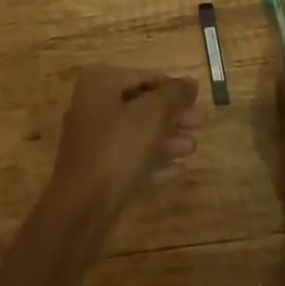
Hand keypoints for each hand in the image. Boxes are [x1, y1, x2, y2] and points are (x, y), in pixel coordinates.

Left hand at [48, 66, 205, 217]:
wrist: (82, 209)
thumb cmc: (116, 148)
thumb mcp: (151, 115)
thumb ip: (172, 95)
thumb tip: (190, 83)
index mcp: (100, 82)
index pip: (143, 76)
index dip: (172, 86)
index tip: (197, 97)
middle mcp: (93, 105)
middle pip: (141, 105)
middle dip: (172, 115)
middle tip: (202, 122)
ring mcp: (92, 141)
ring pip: (137, 133)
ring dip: (166, 139)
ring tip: (193, 147)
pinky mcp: (96, 173)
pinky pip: (130, 159)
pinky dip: (152, 161)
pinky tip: (177, 170)